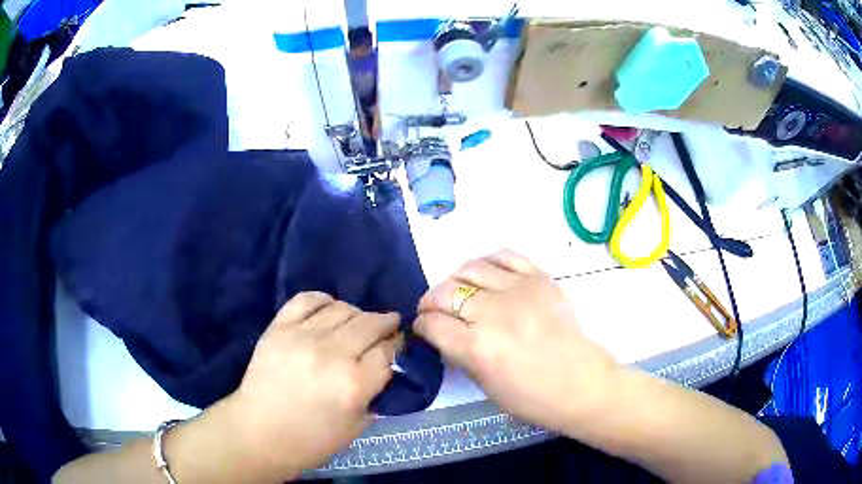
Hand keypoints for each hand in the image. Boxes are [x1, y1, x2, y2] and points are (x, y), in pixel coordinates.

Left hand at [222, 292, 401, 479]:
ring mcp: (303, 337)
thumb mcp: (356, 427)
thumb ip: (374, 394)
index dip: (397, 345)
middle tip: (388, 326)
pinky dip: (324, 300)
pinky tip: (330, 309)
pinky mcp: (279, 328)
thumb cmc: (311, 440)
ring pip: (343, 309)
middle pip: (370, 324)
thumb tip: (384, 367)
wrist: (259, 432)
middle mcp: (332, 355)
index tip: (398, 344)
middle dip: (385, 323)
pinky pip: (307, 299)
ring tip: (358, 323)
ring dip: (358, 314)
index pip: (387, 351)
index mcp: (354, 385)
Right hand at [415, 251, 618, 432]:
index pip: (432, 324)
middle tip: (433, 310)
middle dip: (431, 301)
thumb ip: (460, 354)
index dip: (421, 325)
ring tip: (458, 290)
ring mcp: (518, 290)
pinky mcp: (539, 278)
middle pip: (445, 292)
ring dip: (455, 279)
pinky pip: (505, 256)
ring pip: (470, 268)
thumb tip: (444, 333)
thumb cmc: (532, 397)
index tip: (423, 327)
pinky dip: (487, 262)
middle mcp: (493, 313)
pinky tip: (485, 274)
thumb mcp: (484, 385)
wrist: (581, 383)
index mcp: (477, 348)